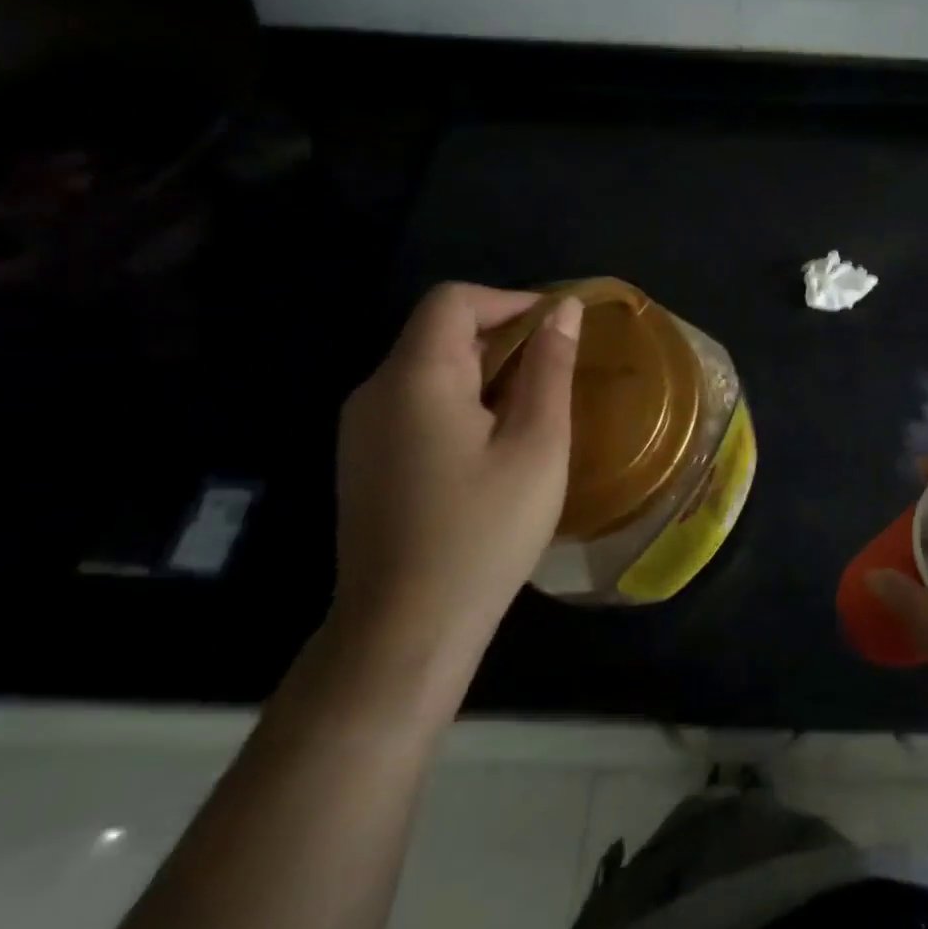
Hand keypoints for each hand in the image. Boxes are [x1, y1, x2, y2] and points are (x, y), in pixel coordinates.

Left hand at [331, 283, 582, 666]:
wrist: (406, 629)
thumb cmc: (484, 531)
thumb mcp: (536, 445)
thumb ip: (550, 369)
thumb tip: (565, 310)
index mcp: (416, 378)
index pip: (454, 300)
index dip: (510, 299)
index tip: (558, 326)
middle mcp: (376, 391)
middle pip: (438, 331)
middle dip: (503, 335)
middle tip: (557, 368)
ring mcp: (362, 428)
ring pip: (428, 367)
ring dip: (485, 368)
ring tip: (535, 405)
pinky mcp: (364, 459)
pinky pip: (415, 402)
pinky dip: (461, 398)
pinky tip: (494, 441)